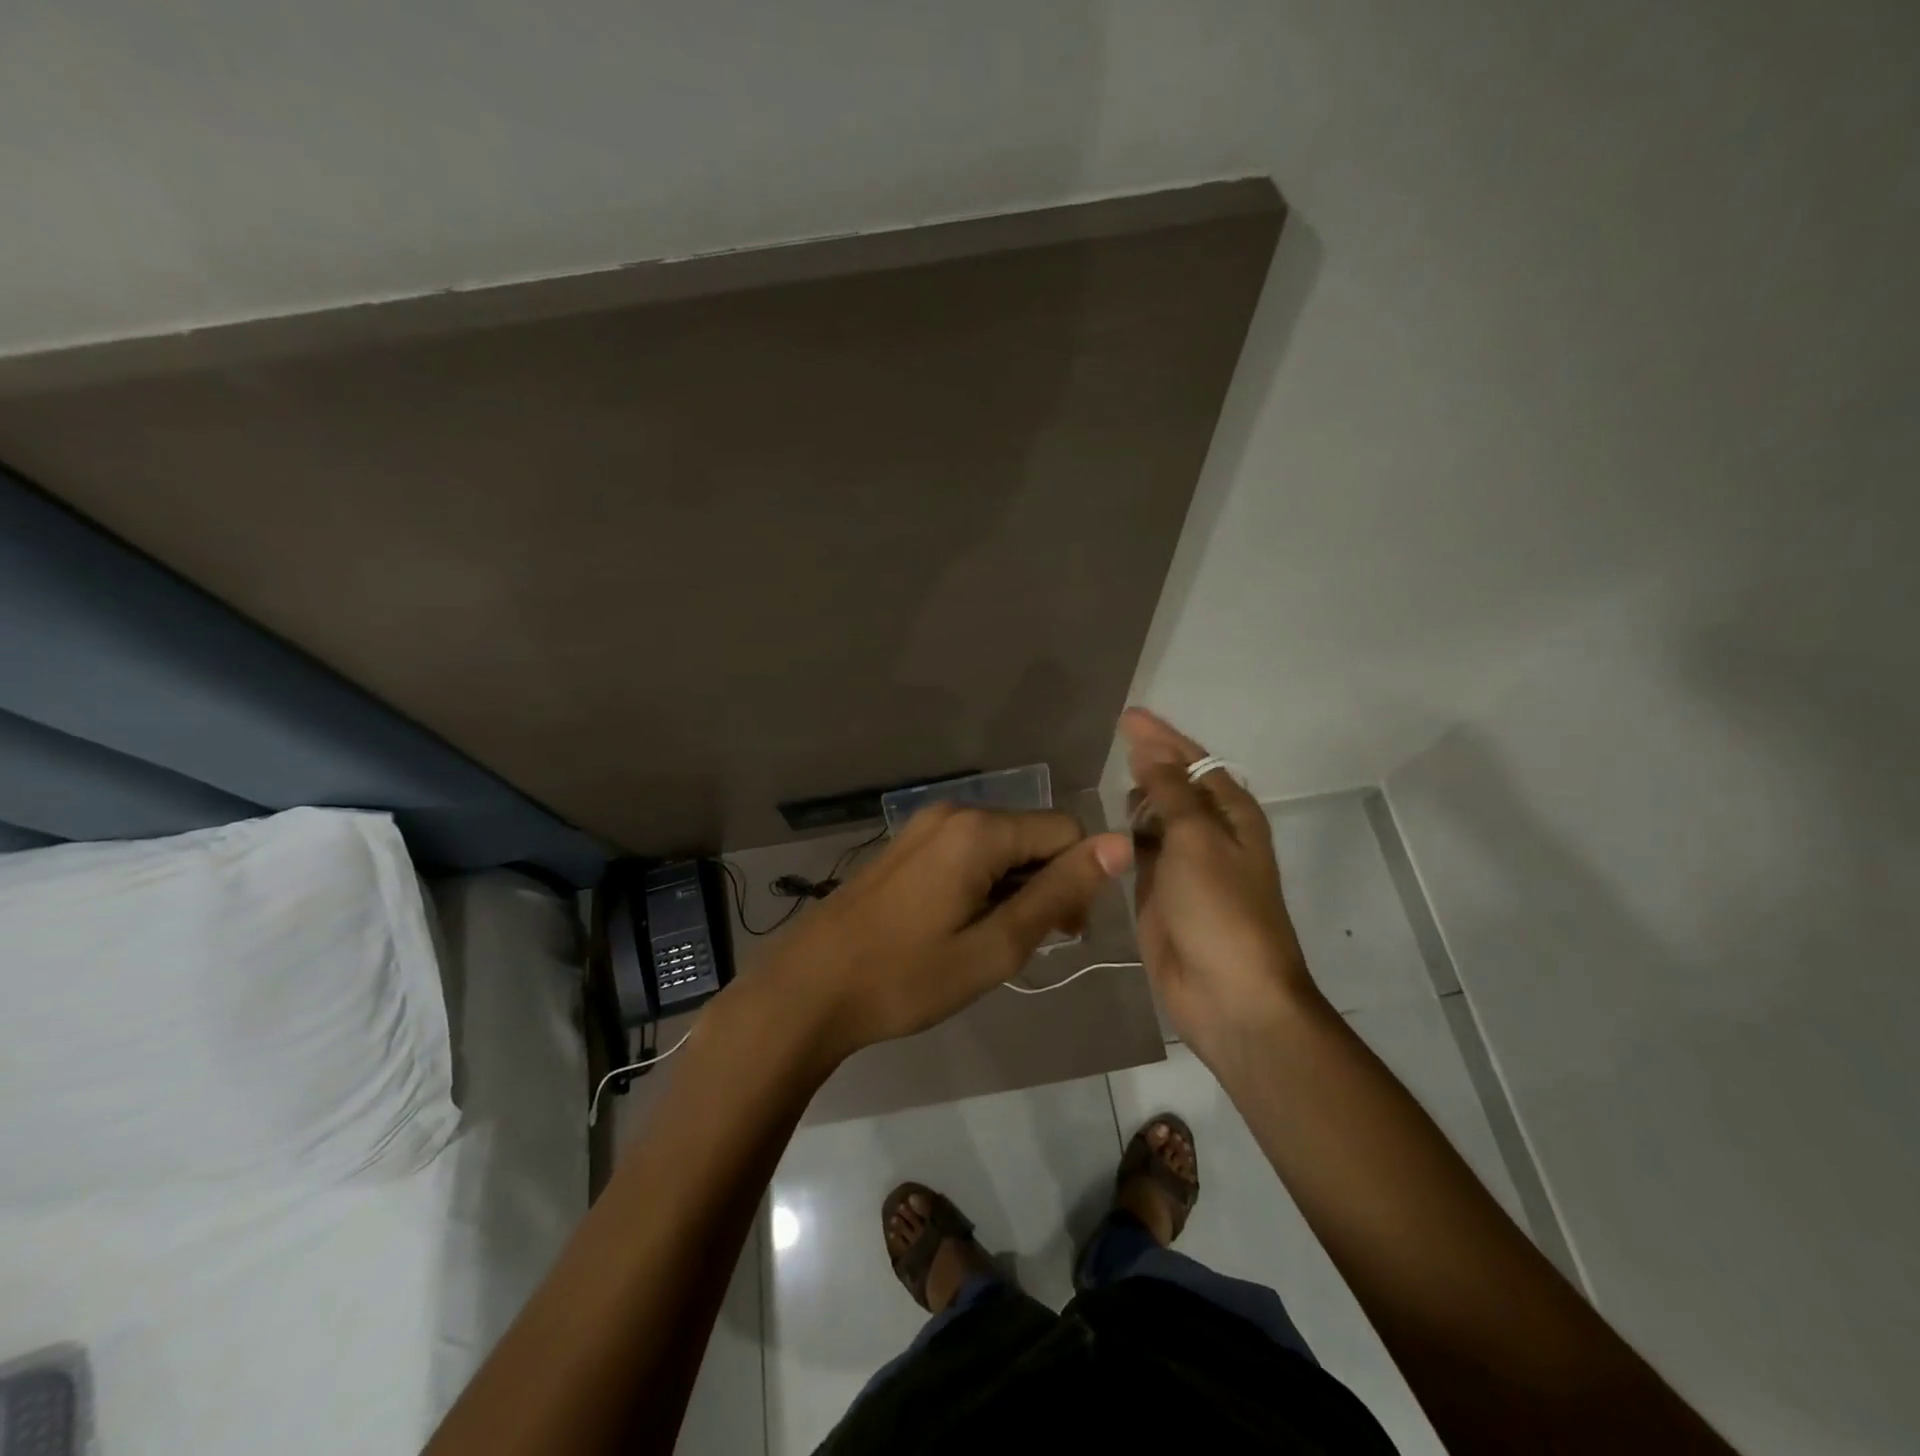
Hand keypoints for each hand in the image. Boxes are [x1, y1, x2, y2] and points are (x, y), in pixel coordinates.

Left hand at [756, 803, 1132, 1066]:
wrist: (810, 988)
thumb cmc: (907, 977)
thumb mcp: (995, 945)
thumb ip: (1059, 892)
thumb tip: (1119, 844)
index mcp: (979, 830)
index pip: (1066, 832)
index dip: (1078, 881)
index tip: (1060, 935)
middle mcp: (954, 811)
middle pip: (1032, 834)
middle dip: (1046, 883)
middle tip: (1024, 944)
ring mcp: (924, 825)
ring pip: (1001, 844)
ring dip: (1014, 887)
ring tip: (988, 941)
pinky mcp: (906, 843)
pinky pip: (967, 850)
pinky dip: (983, 882)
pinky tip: (959, 925)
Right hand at [1120, 707, 1319, 1065]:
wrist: (1229, 996)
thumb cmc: (1221, 910)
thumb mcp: (1196, 840)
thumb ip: (1170, 792)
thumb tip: (1150, 749)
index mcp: (1231, 815)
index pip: (1193, 761)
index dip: (1161, 737)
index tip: (1126, 716)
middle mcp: (1209, 834)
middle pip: (1174, 787)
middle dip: (1148, 764)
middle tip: (1111, 744)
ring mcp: (1183, 866)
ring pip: (1154, 820)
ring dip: (1135, 801)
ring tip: (1103, 779)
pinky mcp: (1158, 894)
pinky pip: (1139, 853)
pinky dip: (1123, 838)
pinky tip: (1102, 828)